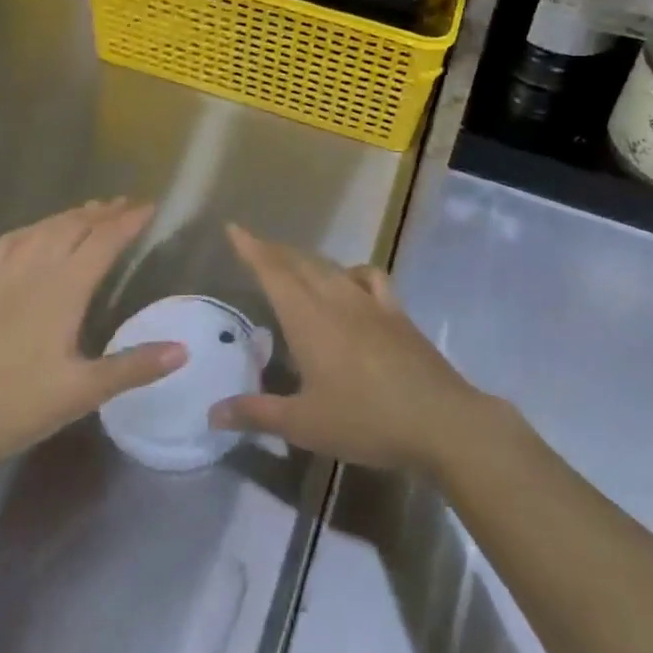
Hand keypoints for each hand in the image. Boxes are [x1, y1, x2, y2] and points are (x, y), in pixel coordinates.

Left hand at [0, 199, 185, 472]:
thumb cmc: (9, 406)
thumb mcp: (78, 393)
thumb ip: (131, 368)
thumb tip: (183, 349)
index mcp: (62, 289)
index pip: (103, 242)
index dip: (129, 221)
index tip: (151, 205)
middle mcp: (33, 270)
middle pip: (73, 227)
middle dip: (103, 212)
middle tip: (127, 203)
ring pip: (41, 230)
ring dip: (70, 215)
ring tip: (90, 210)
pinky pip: (6, 243)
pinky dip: (29, 229)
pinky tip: (31, 233)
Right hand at [209, 226, 496, 473]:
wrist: (439, 420)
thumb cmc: (364, 420)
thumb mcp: (304, 425)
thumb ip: (256, 413)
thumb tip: (212, 412)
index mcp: (307, 317)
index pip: (273, 271)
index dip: (251, 248)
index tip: (234, 228)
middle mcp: (335, 298)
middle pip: (299, 263)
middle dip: (274, 252)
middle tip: (254, 248)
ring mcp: (369, 301)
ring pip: (330, 267)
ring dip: (306, 261)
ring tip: (293, 265)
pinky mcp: (396, 311)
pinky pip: (369, 277)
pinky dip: (352, 271)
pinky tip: (350, 282)